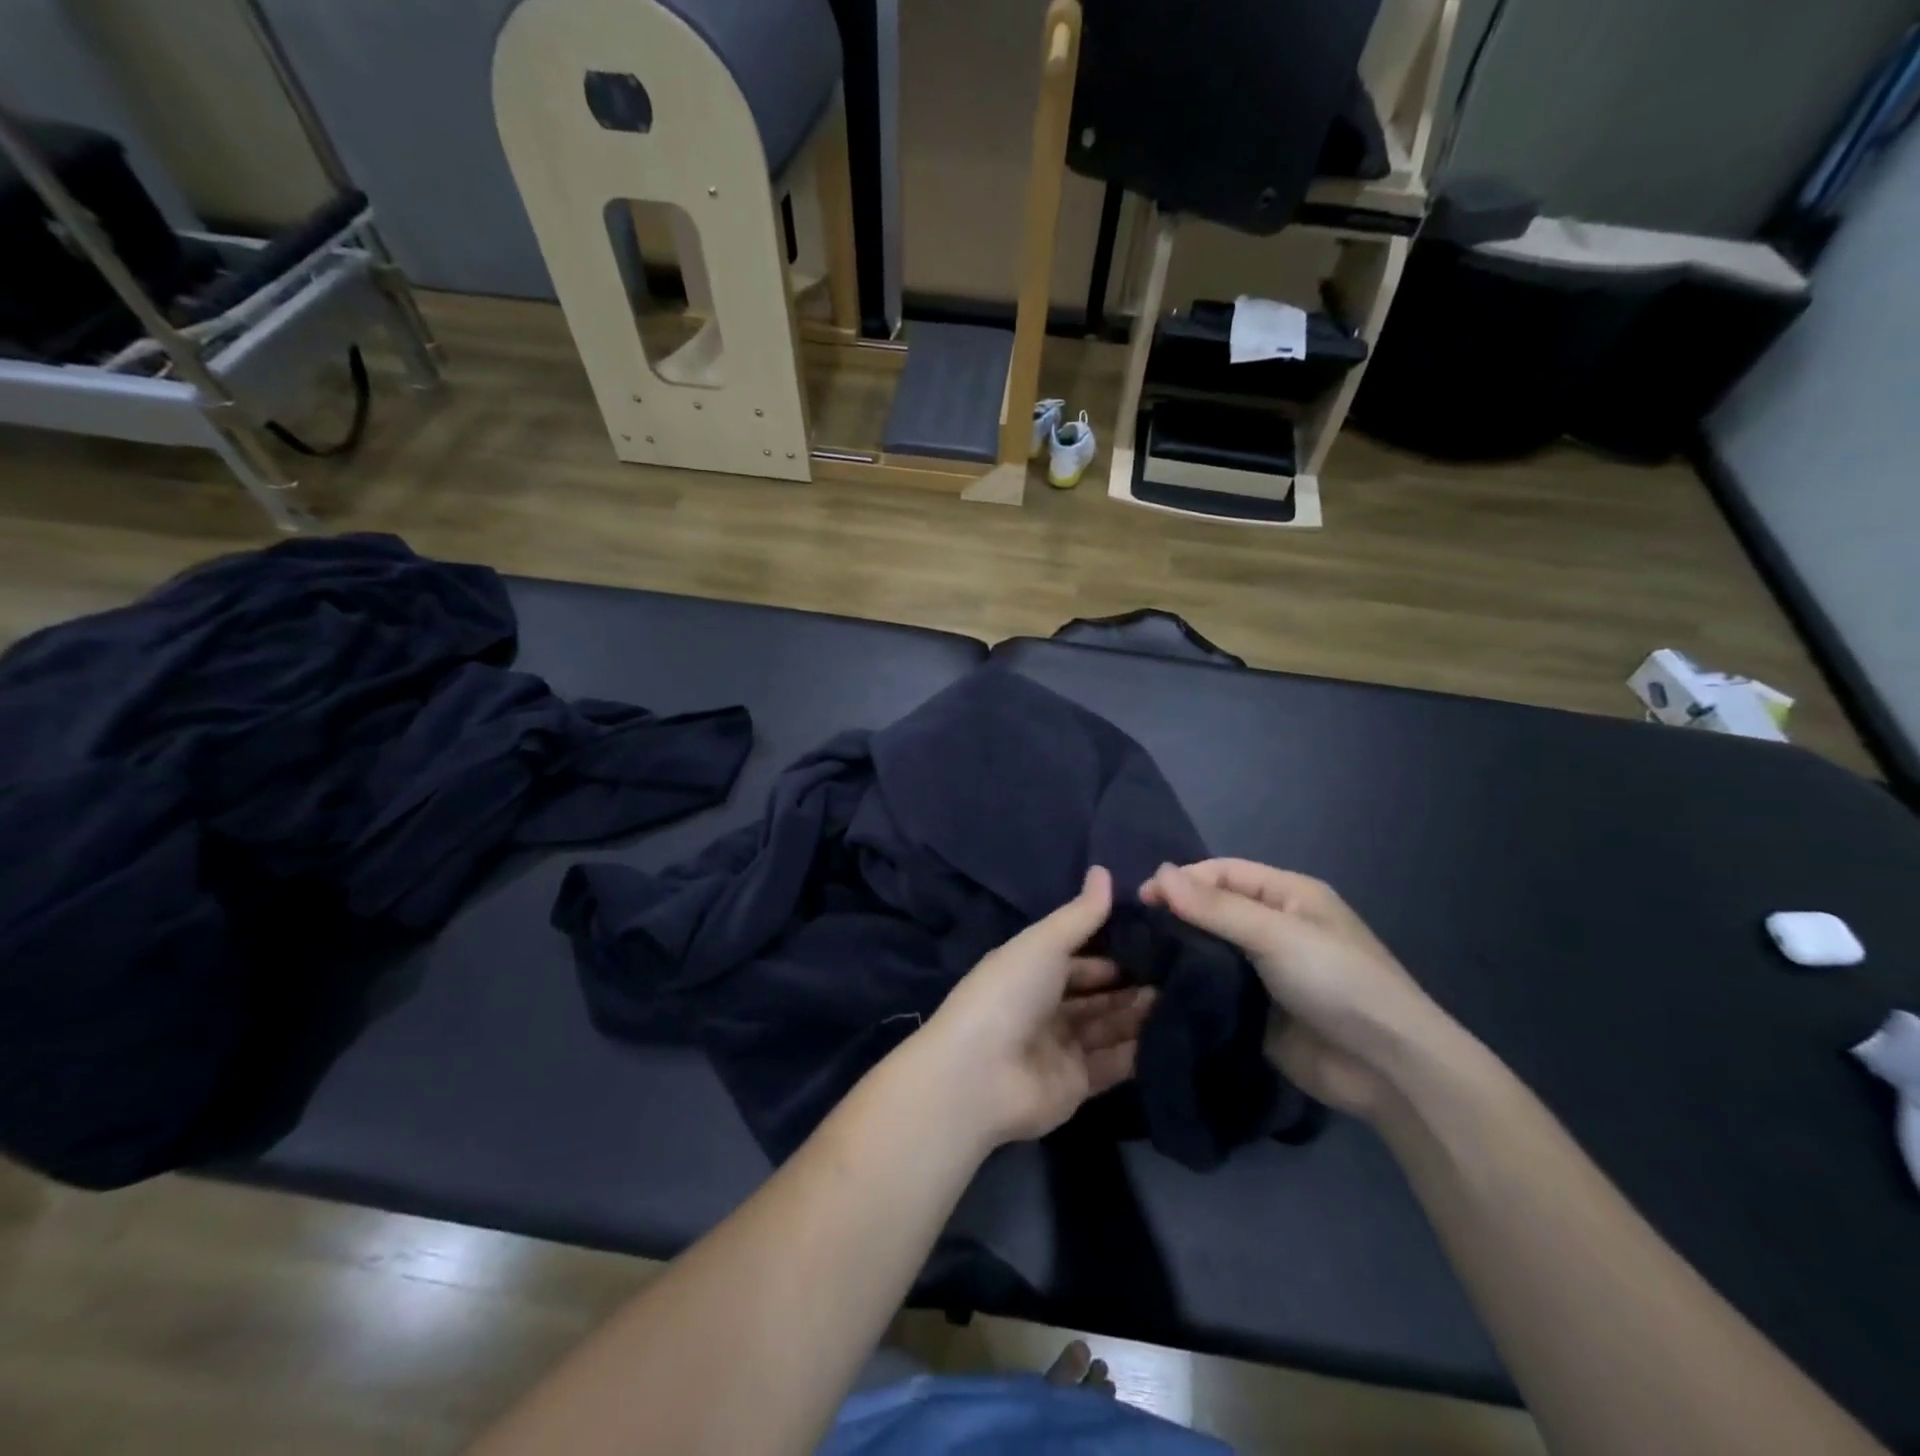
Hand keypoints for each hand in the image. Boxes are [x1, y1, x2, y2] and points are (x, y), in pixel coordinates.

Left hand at [914, 867, 1155, 1147]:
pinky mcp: (1075, 1084)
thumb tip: (1104, 870)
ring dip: (1139, 1014)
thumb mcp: (1044, 943)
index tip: (1158, 941)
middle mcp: (1045, 1007)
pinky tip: (1175, 1034)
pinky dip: (1139, 1051)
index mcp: (1031, 970)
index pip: (1079, 957)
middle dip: (1132, 983)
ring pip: (1108, 1027)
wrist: (979, 1075)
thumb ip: (1080, 915)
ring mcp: (1060, 1047)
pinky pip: (1113, 1064)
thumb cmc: (1009, 994)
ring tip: (1186, 998)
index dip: (1114, 950)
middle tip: (1182, 972)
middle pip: (1096, 993)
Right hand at [1143, 860, 1452, 1118]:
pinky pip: (1215, 987)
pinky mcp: (1255, 1009)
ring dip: (1178, 952)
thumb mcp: (1276, 935)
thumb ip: (1216, 907)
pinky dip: (1189, 985)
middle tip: (1133, 932)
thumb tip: (1158, 872)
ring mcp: (1264, 970)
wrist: (1386, 1069)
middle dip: (1176, 915)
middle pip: (1214, 909)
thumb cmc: (1337, 982)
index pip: (1223, 872)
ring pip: (1209, 949)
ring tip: (1136, 960)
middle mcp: (1274, 927)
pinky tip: (1157, 990)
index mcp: (1288, 895)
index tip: (1141, 900)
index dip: (1183, 881)